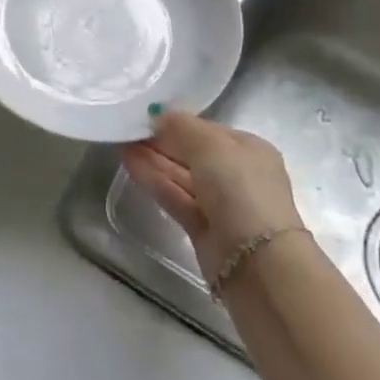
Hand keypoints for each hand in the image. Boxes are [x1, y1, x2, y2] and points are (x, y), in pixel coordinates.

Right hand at [120, 112, 304, 280]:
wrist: (257, 263)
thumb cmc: (240, 189)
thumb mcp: (210, 144)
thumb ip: (181, 125)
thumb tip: (158, 115)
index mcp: (250, 150)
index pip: (209, 131)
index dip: (179, 123)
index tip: (148, 116)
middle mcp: (237, 176)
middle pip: (193, 154)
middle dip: (163, 142)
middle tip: (129, 128)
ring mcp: (220, 204)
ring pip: (181, 176)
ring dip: (153, 160)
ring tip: (122, 143)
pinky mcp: (202, 229)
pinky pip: (175, 197)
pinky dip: (154, 181)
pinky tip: (130, 164)